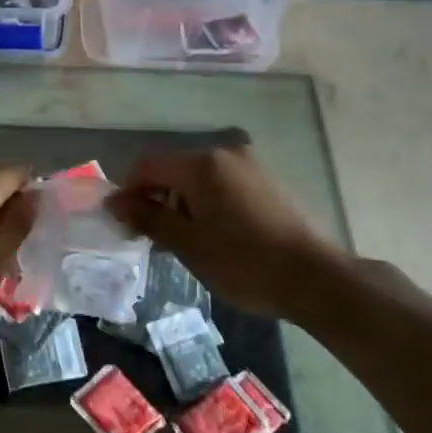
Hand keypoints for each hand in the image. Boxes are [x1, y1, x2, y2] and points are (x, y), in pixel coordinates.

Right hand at [108, 146, 340, 317]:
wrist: (316, 278)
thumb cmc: (244, 263)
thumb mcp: (189, 244)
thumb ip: (149, 218)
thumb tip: (115, 203)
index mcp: (202, 164)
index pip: (148, 166)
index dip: (128, 191)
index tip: (121, 223)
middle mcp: (226, 154)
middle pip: (175, 169)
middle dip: (156, 198)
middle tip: (150, 237)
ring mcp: (251, 166)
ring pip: (200, 178)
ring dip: (182, 202)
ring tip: (184, 241)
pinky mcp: (269, 181)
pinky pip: (224, 184)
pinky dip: (208, 203)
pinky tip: (216, 235)